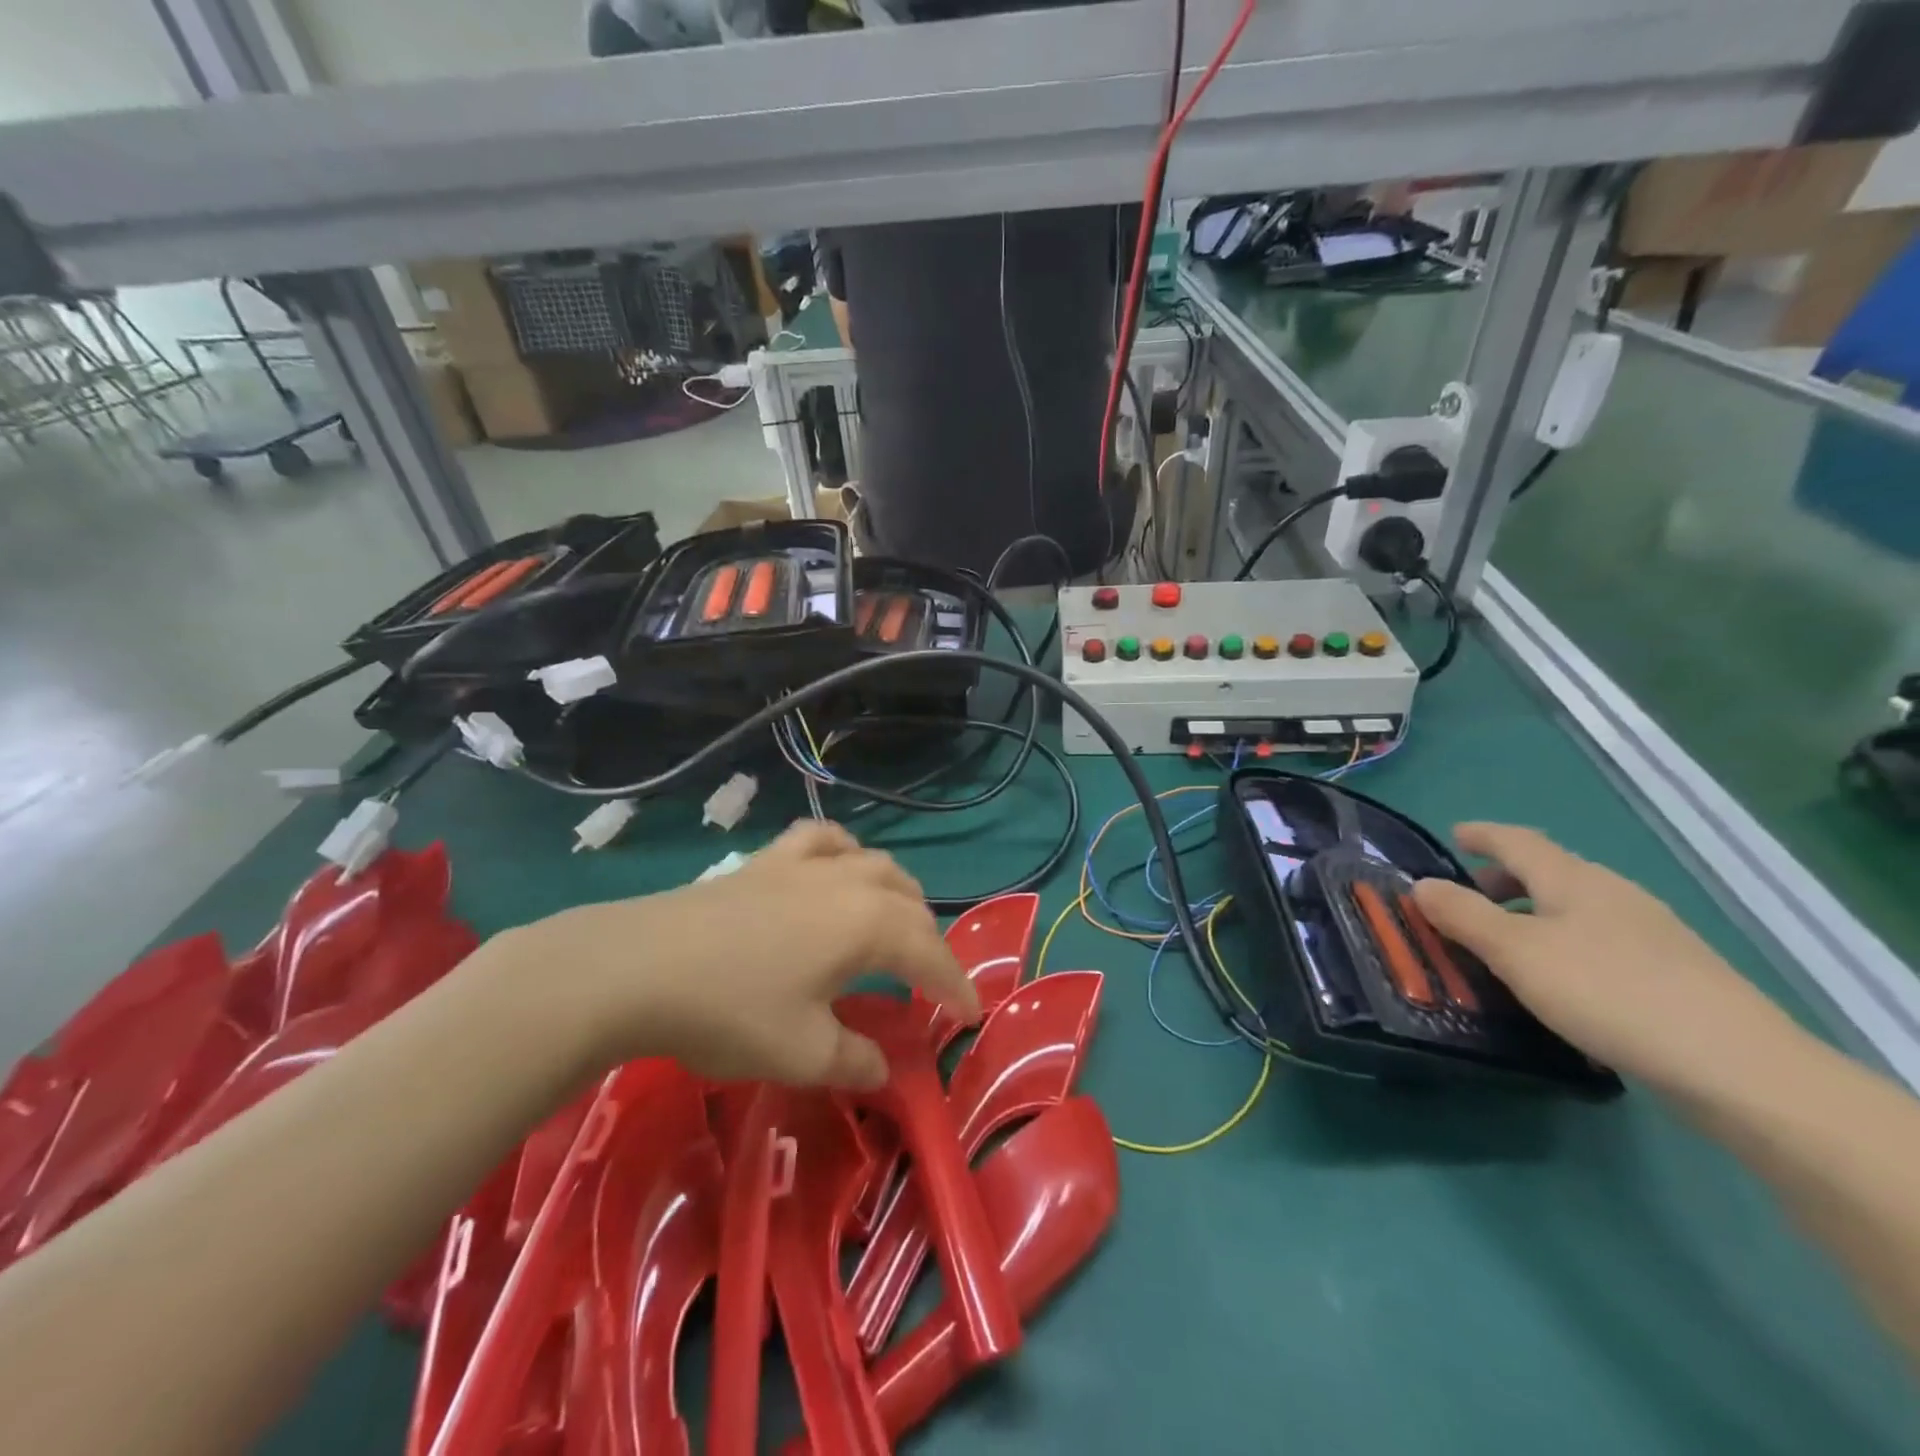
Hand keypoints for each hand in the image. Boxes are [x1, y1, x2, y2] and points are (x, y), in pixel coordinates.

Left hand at [493, 821, 975, 1090]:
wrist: (637, 967)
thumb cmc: (731, 1011)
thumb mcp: (803, 1053)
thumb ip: (856, 1060)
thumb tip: (884, 1068)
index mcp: (869, 924)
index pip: (930, 954)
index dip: (955, 986)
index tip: (970, 1016)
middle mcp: (849, 882)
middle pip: (910, 903)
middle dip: (929, 941)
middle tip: (928, 982)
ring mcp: (806, 864)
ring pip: (875, 864)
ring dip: (898, 893)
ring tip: (896, 922)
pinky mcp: (767, 860)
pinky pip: (822, 841)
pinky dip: (844, 852)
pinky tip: (838, 865)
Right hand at [1410, 823, 1794, 1091]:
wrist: (1737, 1067)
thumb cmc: (1607, 992)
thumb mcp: (1515, 952)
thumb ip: (1463, 915)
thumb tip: (1421, 884)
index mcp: (1573, 879)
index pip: (1517, 841)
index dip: (1482, 835)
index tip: (1454, 835)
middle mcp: (1614, 894)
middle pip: (1549, 872)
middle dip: (1504, 880)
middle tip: (1467, 901)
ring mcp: (1652, 933)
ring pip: (1576, 909)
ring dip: (1533, 915)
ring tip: (1506, 946)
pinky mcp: (1674, 973)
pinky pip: (1600, 941)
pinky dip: (1565, 944)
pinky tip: (1561, 982)